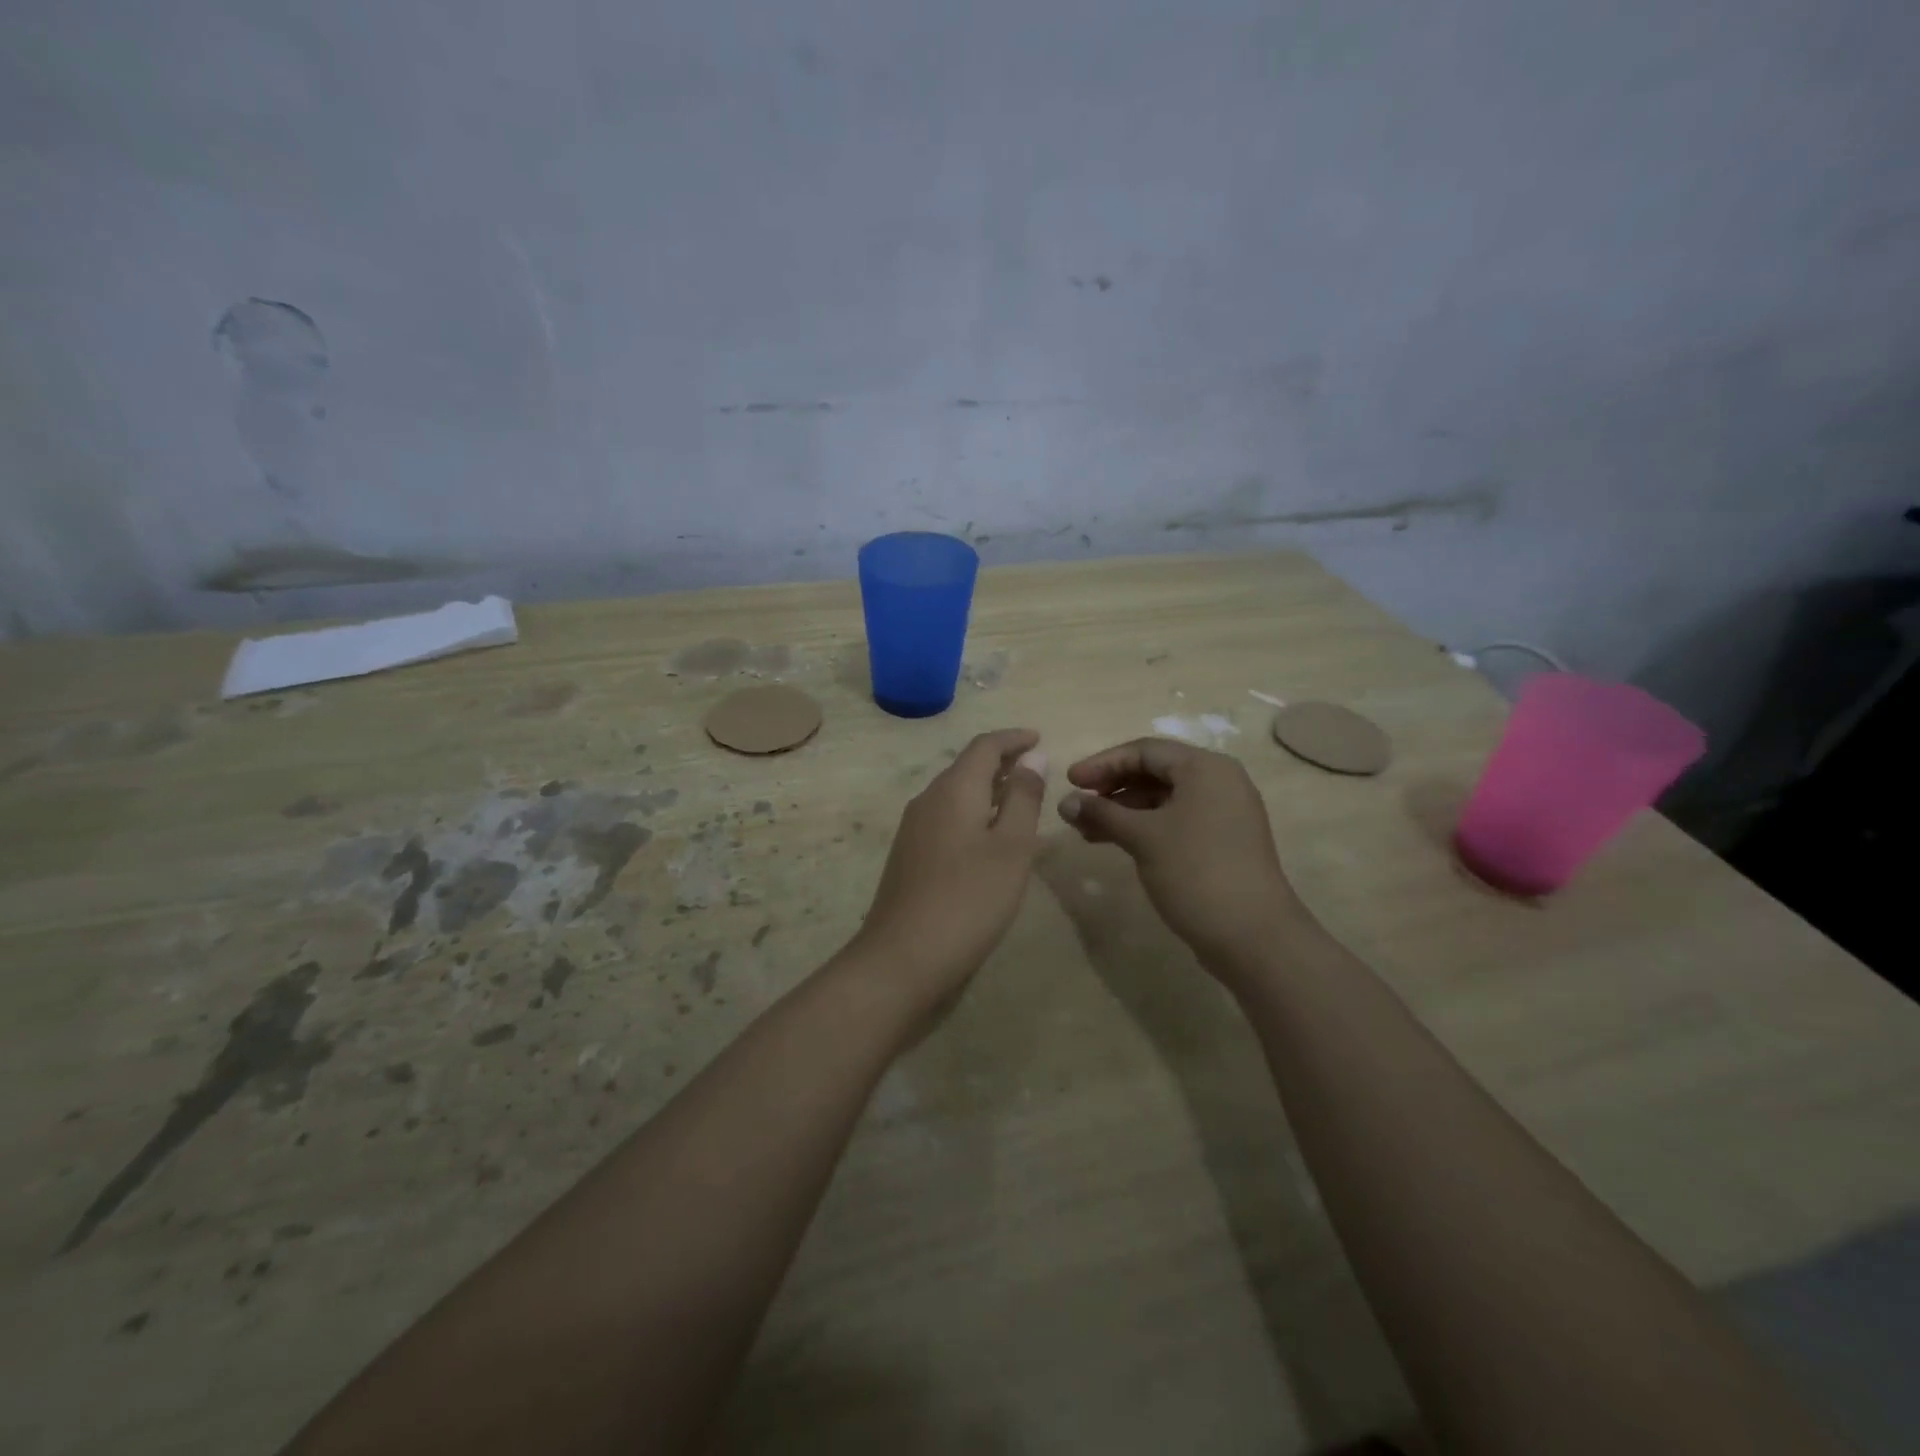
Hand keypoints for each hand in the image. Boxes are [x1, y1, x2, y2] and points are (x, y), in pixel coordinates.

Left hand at [848, 728, 1046, 1002]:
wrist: (902, 958)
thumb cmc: (968, 900)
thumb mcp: (1011, 847)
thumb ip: (1024, 798)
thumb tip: (1032, 756)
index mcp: (953, 789)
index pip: (984, 746)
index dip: (1013, 738)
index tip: (1039, 738)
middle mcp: (928, 800)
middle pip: (967, 767)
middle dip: (1002, 762)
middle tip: (1037, 768)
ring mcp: (914, 829)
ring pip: (956, 794)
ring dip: (989, 790)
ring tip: (1021, 799)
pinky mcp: (910, 856)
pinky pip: (947, 818)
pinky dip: (974, 814)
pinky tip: (992, 838)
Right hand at [1057, 738, 1306, 977]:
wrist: (1253, 936)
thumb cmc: (1195, 871)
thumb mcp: (1143, 837)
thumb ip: (1102, 814)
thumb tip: (1065, 803)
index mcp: (1205, 768)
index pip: (1144, 750)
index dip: (1102, 763)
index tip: (1070, 781)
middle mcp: (1219, 782)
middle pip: (1154, 772)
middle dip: (1111, 788)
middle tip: (1077, 806)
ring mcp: (1223, 814)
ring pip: (1163, 800)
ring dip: (1123, 811)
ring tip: (1085, 831)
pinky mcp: (1221, 842)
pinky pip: (1174, 821)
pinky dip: (1143, 827)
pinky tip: (1115, 843)